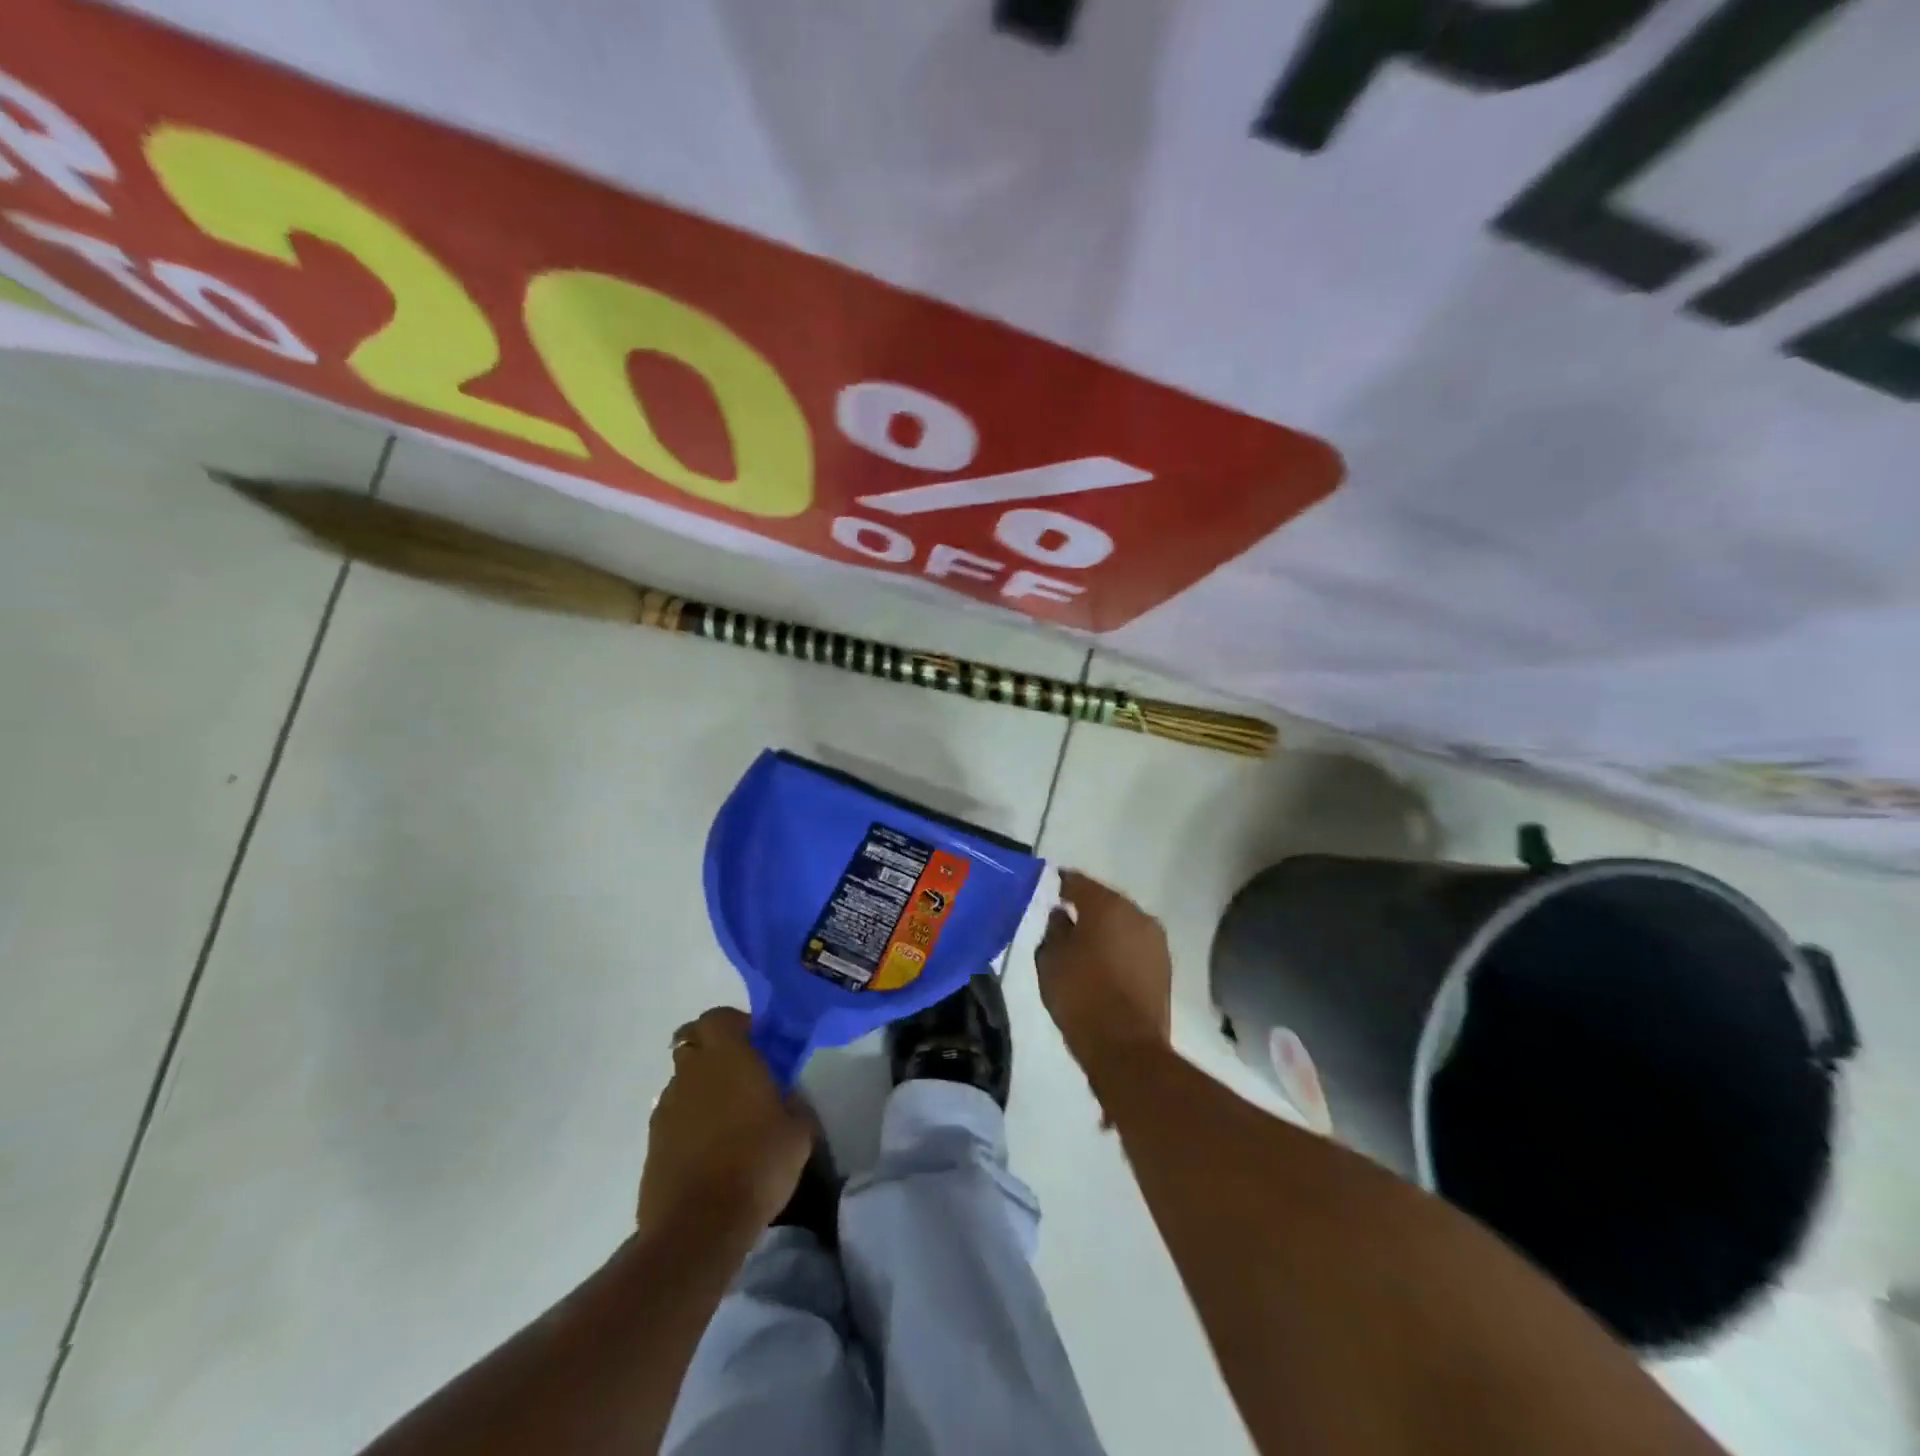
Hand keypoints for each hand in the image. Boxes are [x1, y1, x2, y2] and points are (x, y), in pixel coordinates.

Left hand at [636, 1007, 812, 1238]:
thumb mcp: (799, 1131)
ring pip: (681, 1080)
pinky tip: (710, 1149)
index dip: (736, 1024)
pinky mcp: (652, 1144)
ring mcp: (666, 1108)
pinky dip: (688, 1122)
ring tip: (726, 1117)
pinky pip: (673, 1117)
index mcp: (727, 1057)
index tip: (757, 1042)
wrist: (699, 1227)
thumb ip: (794, 1103)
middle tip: (740, 1073)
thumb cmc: (758, 1164)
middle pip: (692, 1042)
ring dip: (700, 1087)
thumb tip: (786, 1096)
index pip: (718, 1017)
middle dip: (713, 1050)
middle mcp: (691, 1073)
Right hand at [1036, 870, 1172, 1069]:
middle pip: (1106, 901)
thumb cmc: (1080, 996)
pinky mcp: (1164, 966)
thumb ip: (1054, 929)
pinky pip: (1135, 945)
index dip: (1063, 884)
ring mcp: (1155, 941)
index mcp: (1107, 905)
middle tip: (1066, 919)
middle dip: (1087, 907)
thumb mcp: (1051, 960)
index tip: (1052, 890)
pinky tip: (1105, 963)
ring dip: (1107, 929)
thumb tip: (1062, 915)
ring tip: (1086, 944)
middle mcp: (1137, 914)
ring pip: (1124, 923)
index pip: (1079, 882)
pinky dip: (1120, 948)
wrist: (1126, 1047)